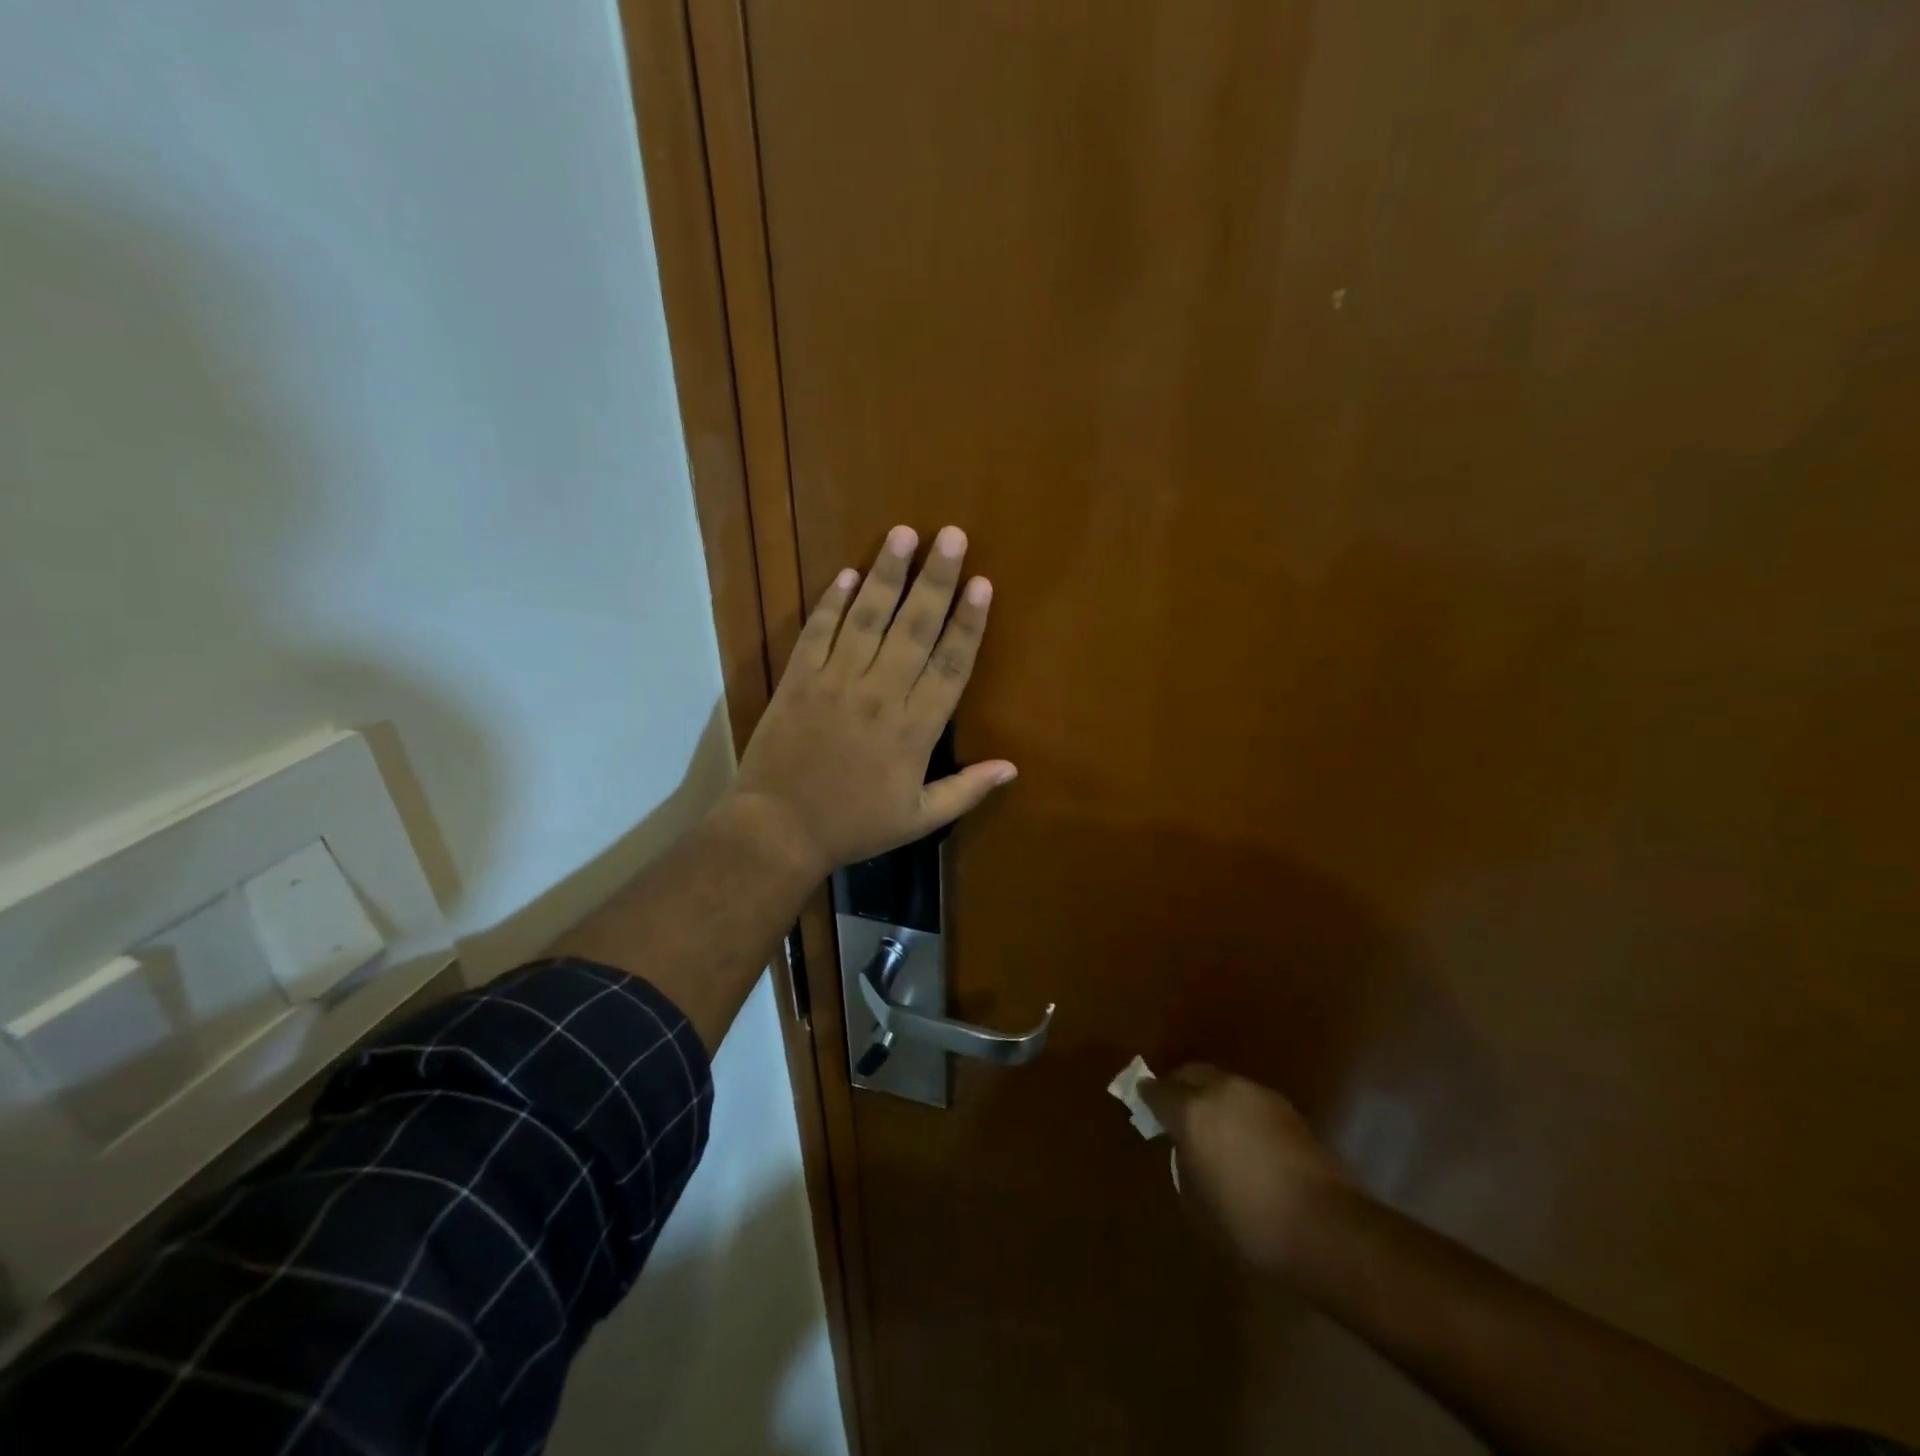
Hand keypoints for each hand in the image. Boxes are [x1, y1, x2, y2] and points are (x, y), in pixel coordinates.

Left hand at [733, 524, 1016, 877]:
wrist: (778, 829)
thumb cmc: (854, 825)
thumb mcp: (918, 819)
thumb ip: (966, 790)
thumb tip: (1011, 768)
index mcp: (915, 728)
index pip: (950, 665)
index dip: (969, 623)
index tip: (982, 584)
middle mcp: (880, 694)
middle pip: (914, 628)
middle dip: (936, 580)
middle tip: (952, 536)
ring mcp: (835, 681)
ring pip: (867, 618)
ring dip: (887, 574)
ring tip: (903, 534)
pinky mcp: (799, 679)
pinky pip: (818, 631)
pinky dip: (833, 602)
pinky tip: (849, 574)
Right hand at [1139, 1066, 1354, 1274]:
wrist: (1326, 1228)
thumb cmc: (1250, 1223)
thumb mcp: (1199, 1203)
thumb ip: (1185, 1163)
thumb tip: (1187, 1149)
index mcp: (1191, 1112)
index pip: (1157, 1091)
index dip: (1147, 1097)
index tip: (1143, 1103)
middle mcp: (1220, 1090)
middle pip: (1191, 1074)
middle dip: (1180, 1087)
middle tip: (1176, 1109)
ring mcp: (1256, 1095)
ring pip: (1222, 1083)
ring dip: (1212, 1096)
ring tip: (1214, 1125)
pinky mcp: (1286, 1108)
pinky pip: (1249, 1099)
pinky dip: (1239, 1109)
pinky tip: (1245, 1137)